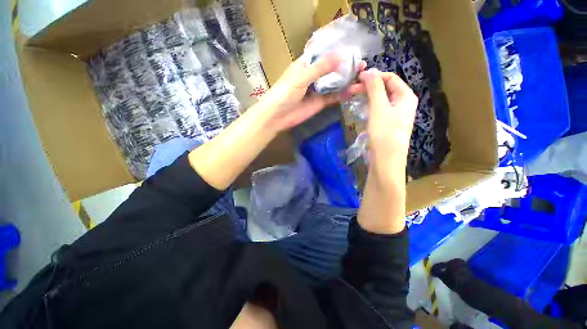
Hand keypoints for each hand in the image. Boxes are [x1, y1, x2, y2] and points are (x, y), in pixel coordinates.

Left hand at [258, 54, 364, 131]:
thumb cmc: (284, 92)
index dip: (338, 52)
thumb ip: (319, 68)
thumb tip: (341, 56)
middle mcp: (313, 76)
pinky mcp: (319, 103)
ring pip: (335, 83)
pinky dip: (343, 94)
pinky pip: (333, 97)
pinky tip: (354, 91)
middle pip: (332, 69)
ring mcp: (317, 90)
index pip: (324, 54)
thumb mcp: (301, 77)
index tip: (354, 49)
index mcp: (306, 65)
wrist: (277, 116)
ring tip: (363, 76)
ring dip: (347, 80)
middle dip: (346, 67)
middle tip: (363, 64)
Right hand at [358, 69, 417, 160]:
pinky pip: (379, 109)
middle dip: (369, 87)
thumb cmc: (384, 132)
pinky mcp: (388, 123)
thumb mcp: (379, 107)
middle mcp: (403, 103)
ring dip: (368, 96)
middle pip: (385, 88)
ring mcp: (396, 114)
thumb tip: (370, 70)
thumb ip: (375, 88)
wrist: (386, 159)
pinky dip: (370, 106)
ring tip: (353, 98)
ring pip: (381, 99)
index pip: (390, 78)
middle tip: (351, 89)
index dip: (374, 76)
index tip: (356, 79)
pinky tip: (361, 109)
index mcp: (405, 96)